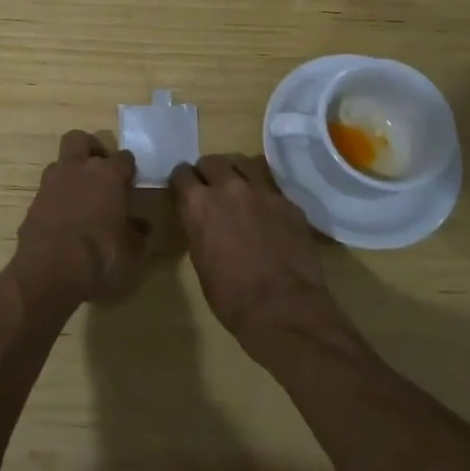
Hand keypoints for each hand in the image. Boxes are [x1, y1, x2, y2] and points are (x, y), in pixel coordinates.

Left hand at [9, 131, 146, 307]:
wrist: (50, 270)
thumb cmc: (100, 255)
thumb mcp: (130, 250)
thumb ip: (135, 232)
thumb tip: (139, 226)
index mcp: (108, 174)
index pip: (124, 157)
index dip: (128, 168)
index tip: (131, 181)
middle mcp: (78, 169)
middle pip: (80, 139)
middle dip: (91, 148)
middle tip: (100, 169)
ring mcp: (51, 182)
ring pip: (60, 162)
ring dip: (71, 172)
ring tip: (81, 195)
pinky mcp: (34, 201)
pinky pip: (48, 190)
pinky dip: (57, 197)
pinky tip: (64, 217)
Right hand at [169, 154, 339, 357]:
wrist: (284, 309)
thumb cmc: (232, 297)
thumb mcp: (200, 261)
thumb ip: (198, 229)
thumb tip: (202, 221)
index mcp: (199, 204)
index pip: (181, 174)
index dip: (182, 183)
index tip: (185, 193)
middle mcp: (228, 187)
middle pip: (212, 161)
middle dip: (208, 173)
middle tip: (212, 191)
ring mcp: (262, 191)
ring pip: (243, 163)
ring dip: (236, 173)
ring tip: (239, 190)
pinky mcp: (288, 202)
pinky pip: (270, 186)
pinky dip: (263, 193)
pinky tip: (267, 212)